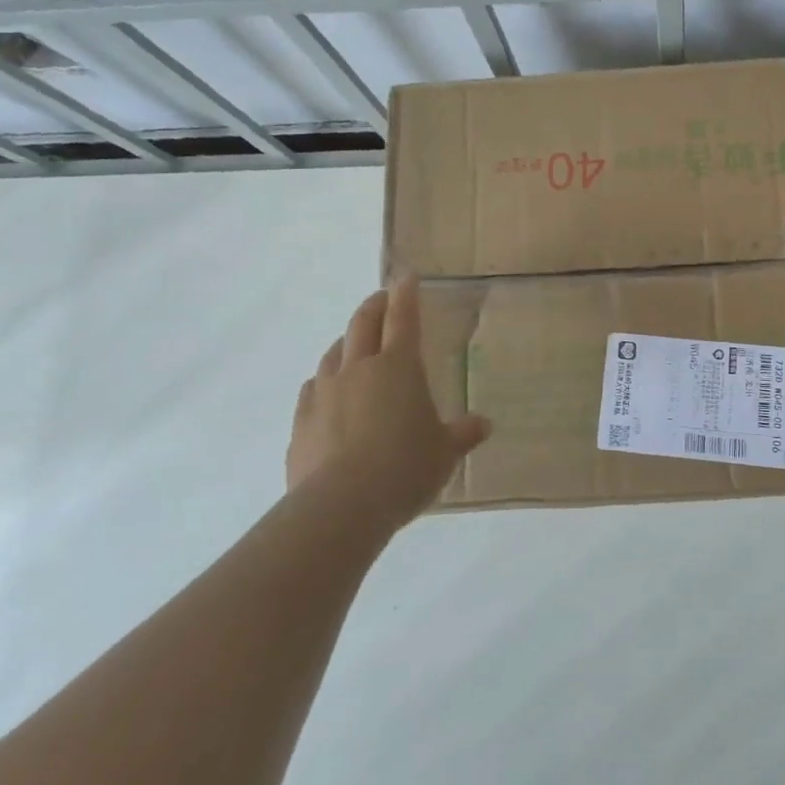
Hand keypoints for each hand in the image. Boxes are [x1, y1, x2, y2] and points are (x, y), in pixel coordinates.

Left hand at [288, 276, 489, 532]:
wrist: (341, 506)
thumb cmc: (404, 469)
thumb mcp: (444, 453)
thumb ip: (462, 434)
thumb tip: (483, 424)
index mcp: (398, 367)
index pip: (403, 318)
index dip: (406, 295)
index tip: (407, 278)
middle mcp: (358, 369)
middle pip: (363, 324)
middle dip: (374, 306)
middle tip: (381, 298)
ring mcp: (325, 393)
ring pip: (333, 353)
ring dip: (346, 342)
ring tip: (353, 344)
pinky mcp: (301, 421)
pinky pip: (313, 389)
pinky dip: (323, 381)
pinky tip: (326, 391)